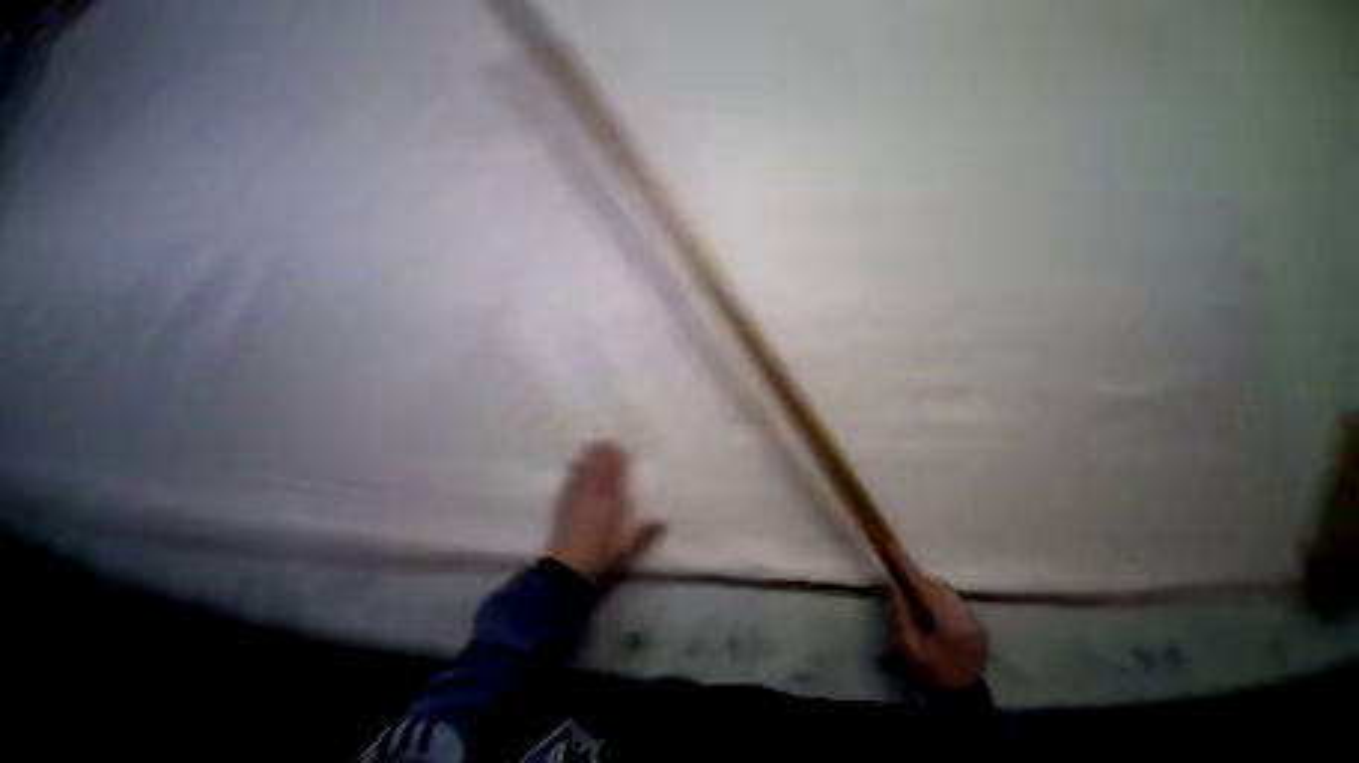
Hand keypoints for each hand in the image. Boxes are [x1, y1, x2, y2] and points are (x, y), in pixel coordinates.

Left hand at [544, 442, 665, 583]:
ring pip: (582, 467)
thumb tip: (663, 522)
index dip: (616, 457)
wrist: (566, 570)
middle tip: (609, 444)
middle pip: (596, 464)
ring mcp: (575, 495)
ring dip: (588, 456)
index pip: (613, 470)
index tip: (621, 448)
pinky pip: (570, 478)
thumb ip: (646, 533)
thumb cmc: (601, 556)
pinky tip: (576, 465)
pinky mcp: (562, 503)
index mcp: (610, 499)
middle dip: (602, 452)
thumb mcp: (628, 548)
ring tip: (594, 447)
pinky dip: (575, 468)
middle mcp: (592, 492)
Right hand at [890, 576, 989, 690]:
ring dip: (928, 592)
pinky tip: (934, 617)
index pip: (922, 585)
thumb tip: (891, 583)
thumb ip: (900, 612)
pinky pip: (954, 600)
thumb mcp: (908, 646)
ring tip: (918, 608)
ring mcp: (975, 619)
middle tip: (901, 590)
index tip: (888, 545)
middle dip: (916, 582)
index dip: (903, 565)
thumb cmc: (930, 674)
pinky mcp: (978, 623)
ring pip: (945, 590)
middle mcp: (966, 615)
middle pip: (935, 584)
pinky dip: (940, 600)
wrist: (962, 700)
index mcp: (949, 622)